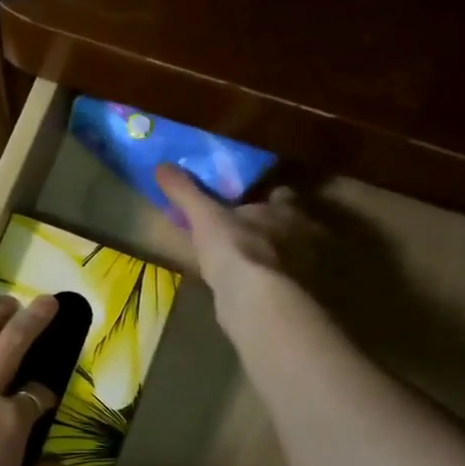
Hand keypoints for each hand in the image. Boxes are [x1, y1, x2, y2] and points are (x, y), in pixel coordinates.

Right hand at [155, 165, 323, 340]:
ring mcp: (302, 270)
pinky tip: (247, 287)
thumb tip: (161, 165)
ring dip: (270, 256)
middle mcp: (302, 236)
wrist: (255, 300)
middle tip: (244, 231)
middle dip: (270, 227)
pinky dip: (266, 282)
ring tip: (243, 261)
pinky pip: (279, 282)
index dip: (269, 196)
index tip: (251, 199)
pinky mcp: (294, 296)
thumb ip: (186, 192)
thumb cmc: (235, 247)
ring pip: (286, 255)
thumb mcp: (204, 216)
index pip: (283, 195)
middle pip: (288, 225)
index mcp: (284, 210)